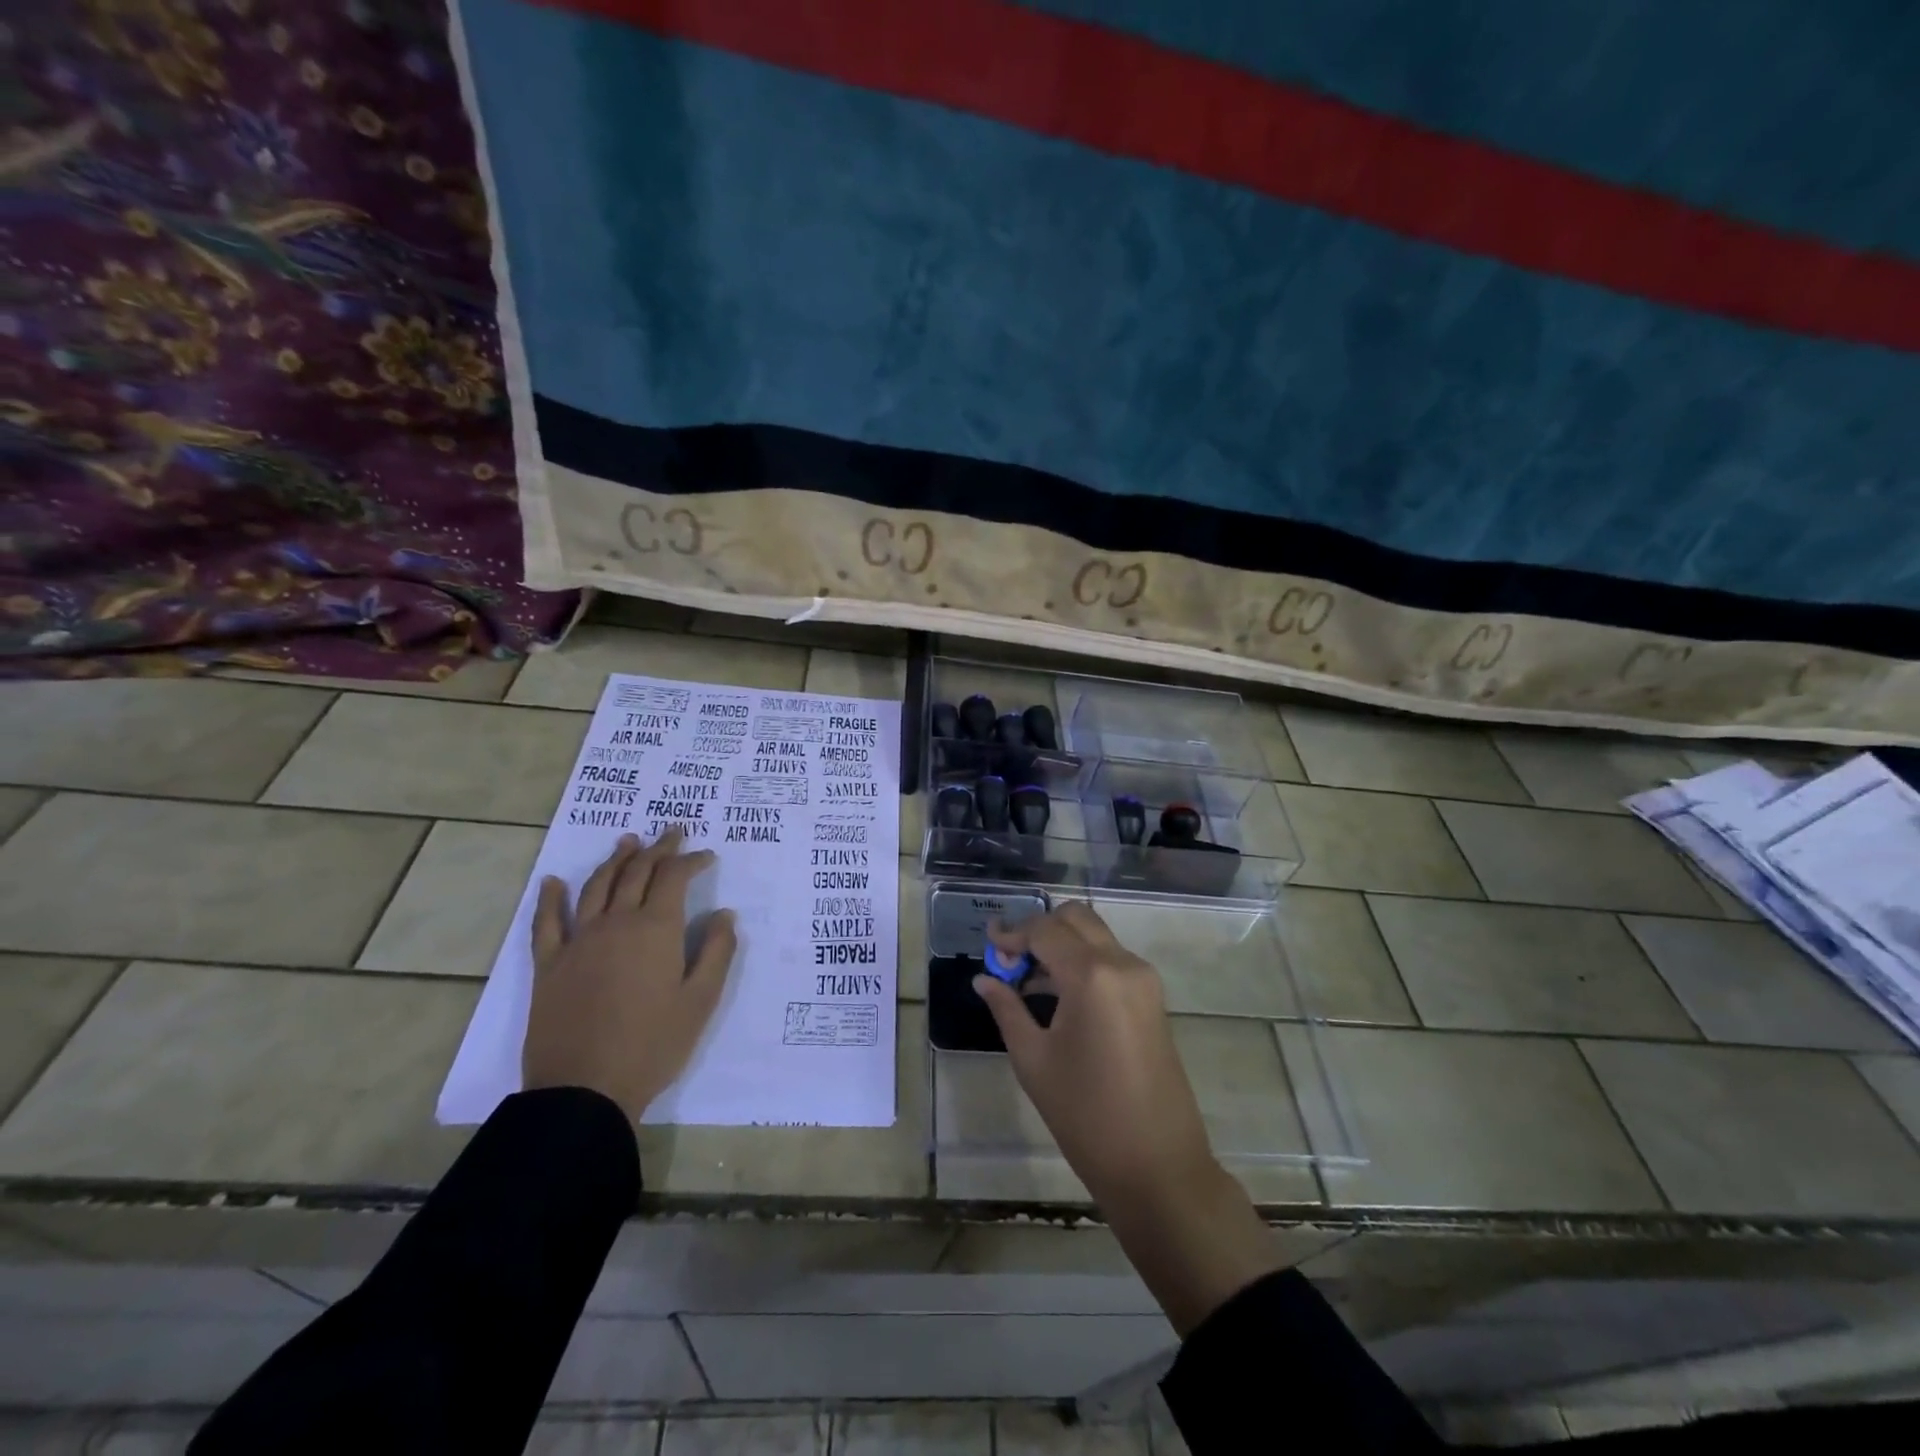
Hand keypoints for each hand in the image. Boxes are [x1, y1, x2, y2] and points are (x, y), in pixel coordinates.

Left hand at [522, 828, 737, 1123]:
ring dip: (615, 860)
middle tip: (672, 833)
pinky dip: (549, 898)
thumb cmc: (653, 1045)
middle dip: (658, 850)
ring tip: (628, 842)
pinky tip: (552, 882)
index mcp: (655, 929)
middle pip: (636, 873)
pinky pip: (546, 923)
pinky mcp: (548, 965)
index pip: (674, 878)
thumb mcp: (702, 1001)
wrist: (584, 1090)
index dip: (691, 860)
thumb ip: (718, 951)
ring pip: (596, 886)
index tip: (707, 855)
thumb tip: (724, 914)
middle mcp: (616, 923)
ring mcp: (578, 941)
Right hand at [973, 901, 1213, 1204]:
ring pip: (1095, 936)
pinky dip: (1081, 961)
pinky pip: (1111, 959)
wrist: (1158, 1166)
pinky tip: (1056, 993)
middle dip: (1039, 929)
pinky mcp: (1152, 997)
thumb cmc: (1086, 1115)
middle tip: (1009, 958)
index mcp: (1092, 975)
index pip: (1045, 931)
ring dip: (1061, 944)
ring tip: (1025, 978)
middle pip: (1075, 919)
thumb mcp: (1033, 1060)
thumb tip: (984, 979)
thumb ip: (1007, 1009)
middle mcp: (1122, 963)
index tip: (987, 945)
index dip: (1012, 934)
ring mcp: (1143, 979)